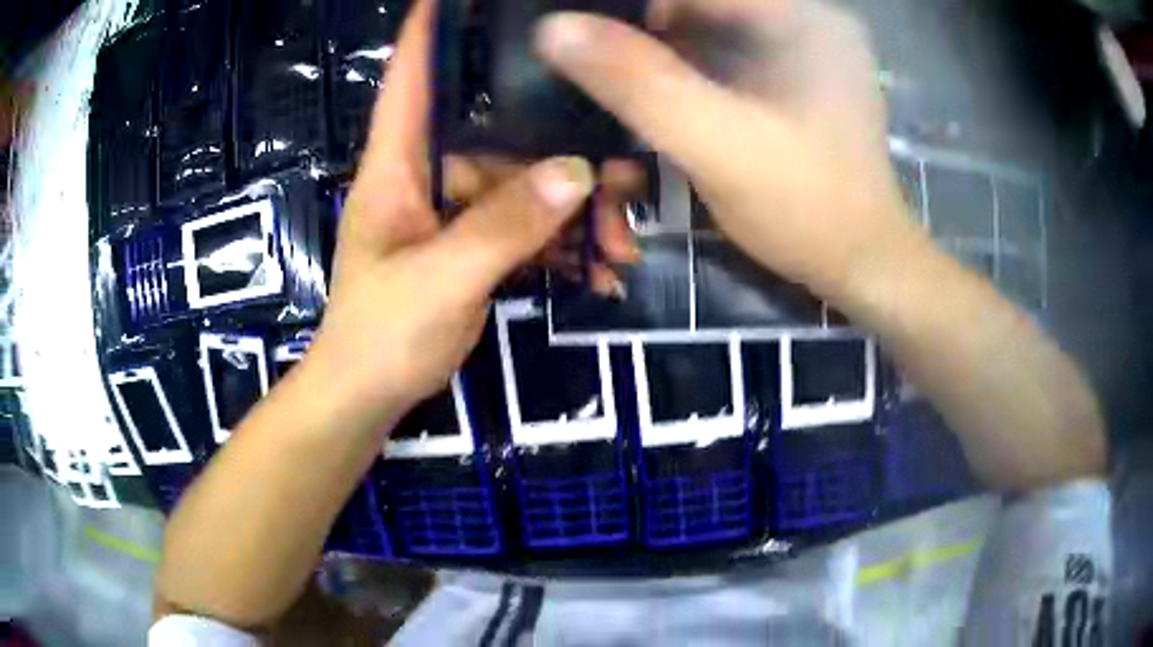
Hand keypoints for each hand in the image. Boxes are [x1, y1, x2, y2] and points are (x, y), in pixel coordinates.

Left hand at [310, 0, 640, 430]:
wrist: (371, 393)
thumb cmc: (381, 334)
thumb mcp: (440, 280)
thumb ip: (504, 227)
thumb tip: (577, 175)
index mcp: (398, 166)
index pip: (411, 78)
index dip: (431, 31)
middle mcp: (428, 175)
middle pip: (500, 137)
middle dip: (562, 155)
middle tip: (624, 176)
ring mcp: (453, 212)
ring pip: (525, 187)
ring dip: (575, 214)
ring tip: (620, 246)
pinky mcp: (473, 245)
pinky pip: (527, 228)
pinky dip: (563, 247)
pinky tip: (598, 272)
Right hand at [536, 0, 921, 297]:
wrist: (862, 266)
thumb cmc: (805, 207)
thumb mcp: (716, 143)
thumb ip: (639, 83)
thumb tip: (553, 28)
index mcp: (803, 17)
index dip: (636, 5)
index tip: (590, 35)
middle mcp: (810, 21)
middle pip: (707, 4)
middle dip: (648, 26)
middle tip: (600, 60)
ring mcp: (807, 52)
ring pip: (716, 26)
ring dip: (665, 46)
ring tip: (621, 75)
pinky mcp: (798, 82)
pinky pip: (730, 53)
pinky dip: (690, 66)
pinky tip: (662, 91)